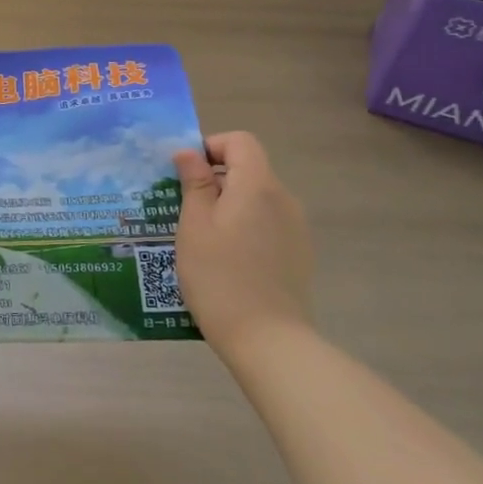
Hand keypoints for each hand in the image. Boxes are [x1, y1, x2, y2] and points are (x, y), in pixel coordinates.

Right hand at [172, 132, 313, 353]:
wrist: (268, 341)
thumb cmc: (220, 277)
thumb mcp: (195, 226)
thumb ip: (195, 183)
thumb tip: (190, 152)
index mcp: (258, 186)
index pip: (240, 142)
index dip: (211, 147)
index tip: (186, 173)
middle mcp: (284, 199)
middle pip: (249, 169)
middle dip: (215, 180)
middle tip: (183, 208)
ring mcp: (296, 229)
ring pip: (257, 199)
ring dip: (229, 205)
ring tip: (201, 238)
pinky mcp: (299, 254)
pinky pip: (267, 224)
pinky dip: (245, 228)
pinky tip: (226, 261)